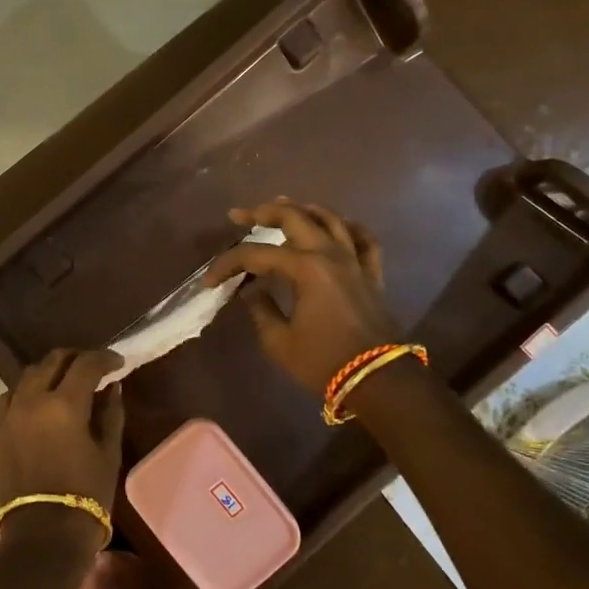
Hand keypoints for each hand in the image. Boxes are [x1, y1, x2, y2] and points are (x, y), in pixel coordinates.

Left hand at [0, 349, 124, 548]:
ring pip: (29, 374)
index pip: (86, 364)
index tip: (118, 363)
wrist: (43, 536)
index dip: (105, 358)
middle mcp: (33, 400)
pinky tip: (38, 401)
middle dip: (76, 358)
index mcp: (65, 404)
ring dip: (50, 370)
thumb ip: (111, 414)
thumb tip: (112, 387)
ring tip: (66, 381)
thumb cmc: (86, 495)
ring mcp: (11, 414)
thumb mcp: (108, 453)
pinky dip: (26, 390)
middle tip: (94, 367)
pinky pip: (10, 396)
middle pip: (53, 360)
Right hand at [202, 199, 400, 397]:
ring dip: (304, 209)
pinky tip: (337, 225)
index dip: (228, 264)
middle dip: (263, 212)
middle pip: (294, 217)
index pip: (256, 254)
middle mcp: (330, 254)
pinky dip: (349, 227)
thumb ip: (261, 309)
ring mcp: (354, 261)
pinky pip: (364, 239)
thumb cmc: (324, 362)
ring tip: (285, 207)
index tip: (210, 281)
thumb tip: (250, 290)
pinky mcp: (372, 274)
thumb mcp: (280, 342)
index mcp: (305, 268)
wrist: (378, 381)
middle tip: (241, 216)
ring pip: (330, 219)